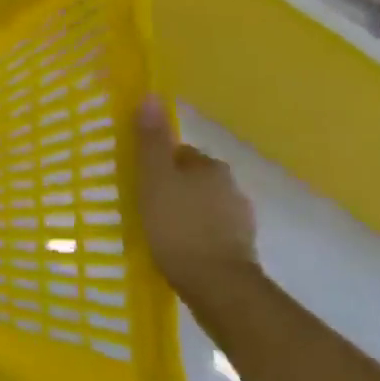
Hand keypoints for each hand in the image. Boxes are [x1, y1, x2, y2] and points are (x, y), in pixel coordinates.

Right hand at [134, 96, 258, 297]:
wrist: (216, 285)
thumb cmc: (178, 225)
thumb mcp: (154, 178)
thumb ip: (151, 140)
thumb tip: (151, 95)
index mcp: (211, 167)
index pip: (180, 154)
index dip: (157, 165)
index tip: (139, 181)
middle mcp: (231, 187)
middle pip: (192, 179)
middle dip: (172, 188)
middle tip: (144, 205)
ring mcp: (240, 220)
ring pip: (203, 206)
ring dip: (185, 212)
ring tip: (158, 230)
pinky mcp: (241, 249)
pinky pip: (210, 231)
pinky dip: (195, 235)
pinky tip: (178, 249)